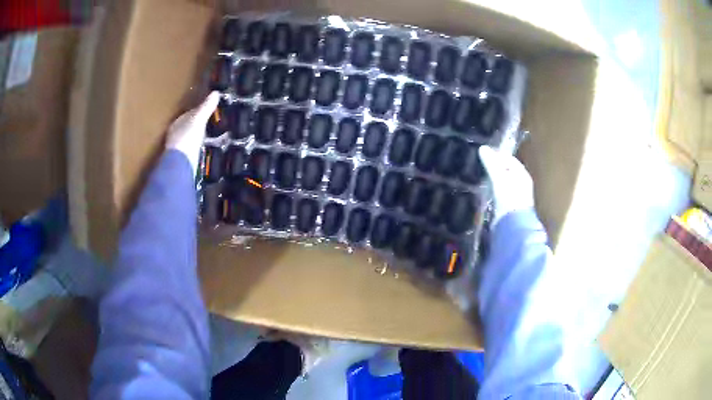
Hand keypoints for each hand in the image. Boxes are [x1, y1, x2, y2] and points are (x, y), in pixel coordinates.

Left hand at [165, 91, 220, 172]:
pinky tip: (204, 150)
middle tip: (209, 122)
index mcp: (177, 123)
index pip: (188, 114)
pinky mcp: (184, 161)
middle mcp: (175, 135)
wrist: (180, 165)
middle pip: (188, 127)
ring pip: (190, 139)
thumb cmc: (187, 138)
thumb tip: (215, 92)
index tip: (206, 109)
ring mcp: (179, 149)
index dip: (197, 111)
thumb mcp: (198, 120)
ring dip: (197, 137)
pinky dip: (198, 149)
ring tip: (208, 136)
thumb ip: (206, 107)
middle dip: (197, 124)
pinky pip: (193, 151)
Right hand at [479, 145, 533, 225]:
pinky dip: (494, 188)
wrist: (513, 225)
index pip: (510, 160)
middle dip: (496, 166)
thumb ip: (491, 163)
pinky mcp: (509, 207)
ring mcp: (516, 196)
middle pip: (508, 171)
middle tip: (482, 162)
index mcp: (522, 175)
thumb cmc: (509, 198)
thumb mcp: (499, 178)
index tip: (485, 152)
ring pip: (504, 182)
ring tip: (482, 174)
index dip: (499, 155)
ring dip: (495, 178)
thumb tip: (483, 148)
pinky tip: (486, 190)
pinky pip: (501, 192)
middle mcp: (521, 184)